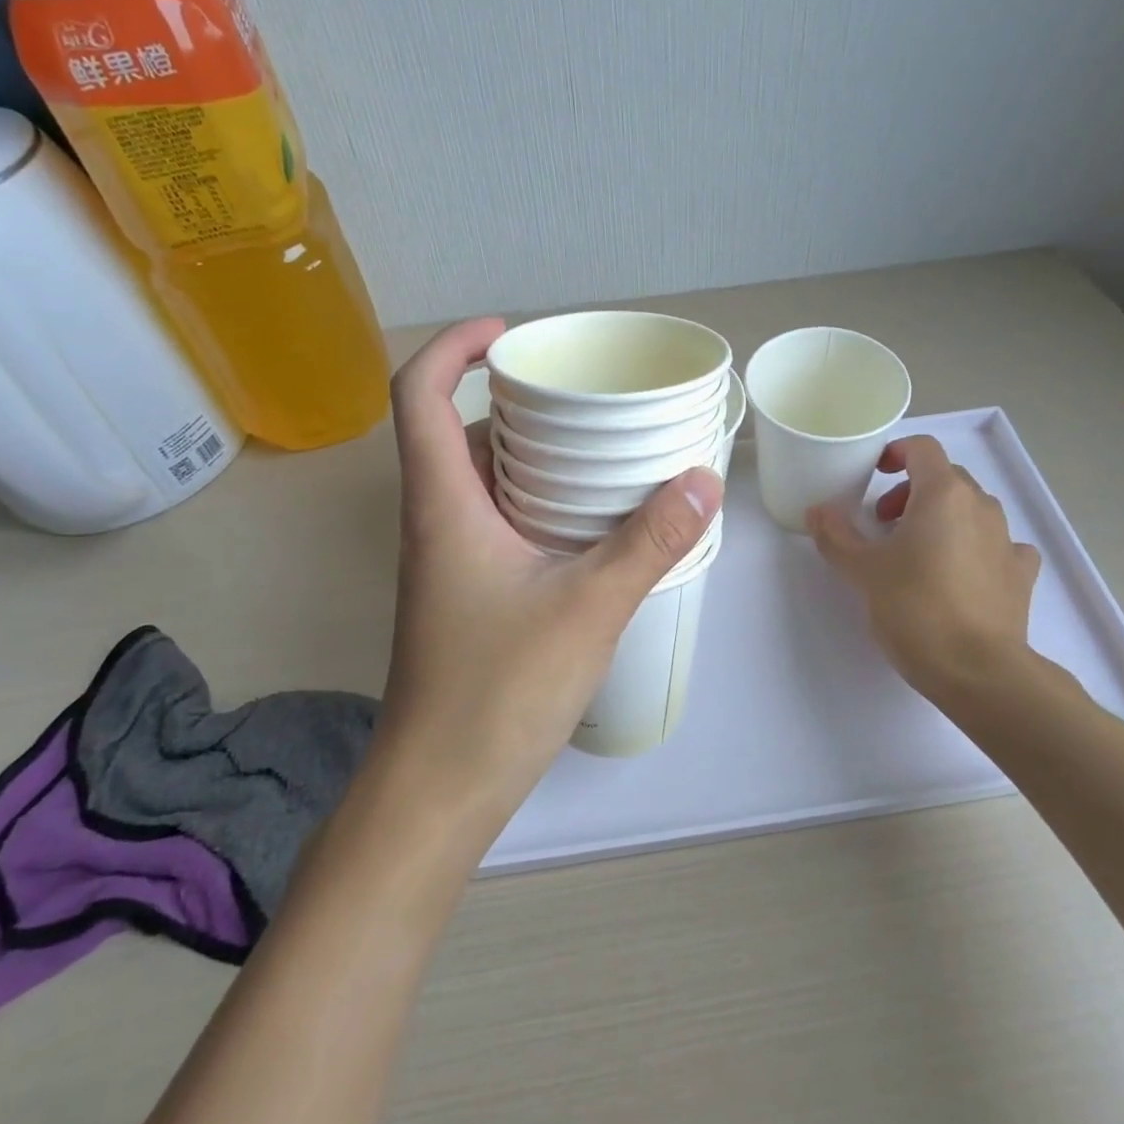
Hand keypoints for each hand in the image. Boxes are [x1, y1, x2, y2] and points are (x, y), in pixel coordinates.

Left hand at [376, 319, 722, 829]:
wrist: (438, 791)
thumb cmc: (498, 692)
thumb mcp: (589, 608)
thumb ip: (649, 542)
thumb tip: (704, 479)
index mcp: (444, 503)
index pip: (419, 394)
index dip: (454, 346)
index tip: (511, 332)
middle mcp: (437, 519)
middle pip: (456, 428)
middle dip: (513, 396)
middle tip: (581, 392)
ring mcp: (449, 559)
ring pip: (481, 477)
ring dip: (530, 450)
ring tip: (597, 443)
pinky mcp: (467, 590)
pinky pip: (498, 517)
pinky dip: (538, 497)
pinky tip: (591, 516)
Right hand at [807, 435, 1041, 716]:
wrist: (979, 671)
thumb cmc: (915, 608)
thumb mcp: (863, 571)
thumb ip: (836, 536)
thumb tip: (817, 511)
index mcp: (943, 494)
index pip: (923, 449)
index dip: (896, 453)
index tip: (874, 475)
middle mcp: (981, 506)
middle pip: (946, 478)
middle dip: (912, 491)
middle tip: (884, 523)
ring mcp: (1007, 540)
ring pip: (972, 509)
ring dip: (942, 517)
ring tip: (917, 551)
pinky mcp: (1021, 574)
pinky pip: (998, 544)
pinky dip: (977, 547)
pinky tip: (963, 572)